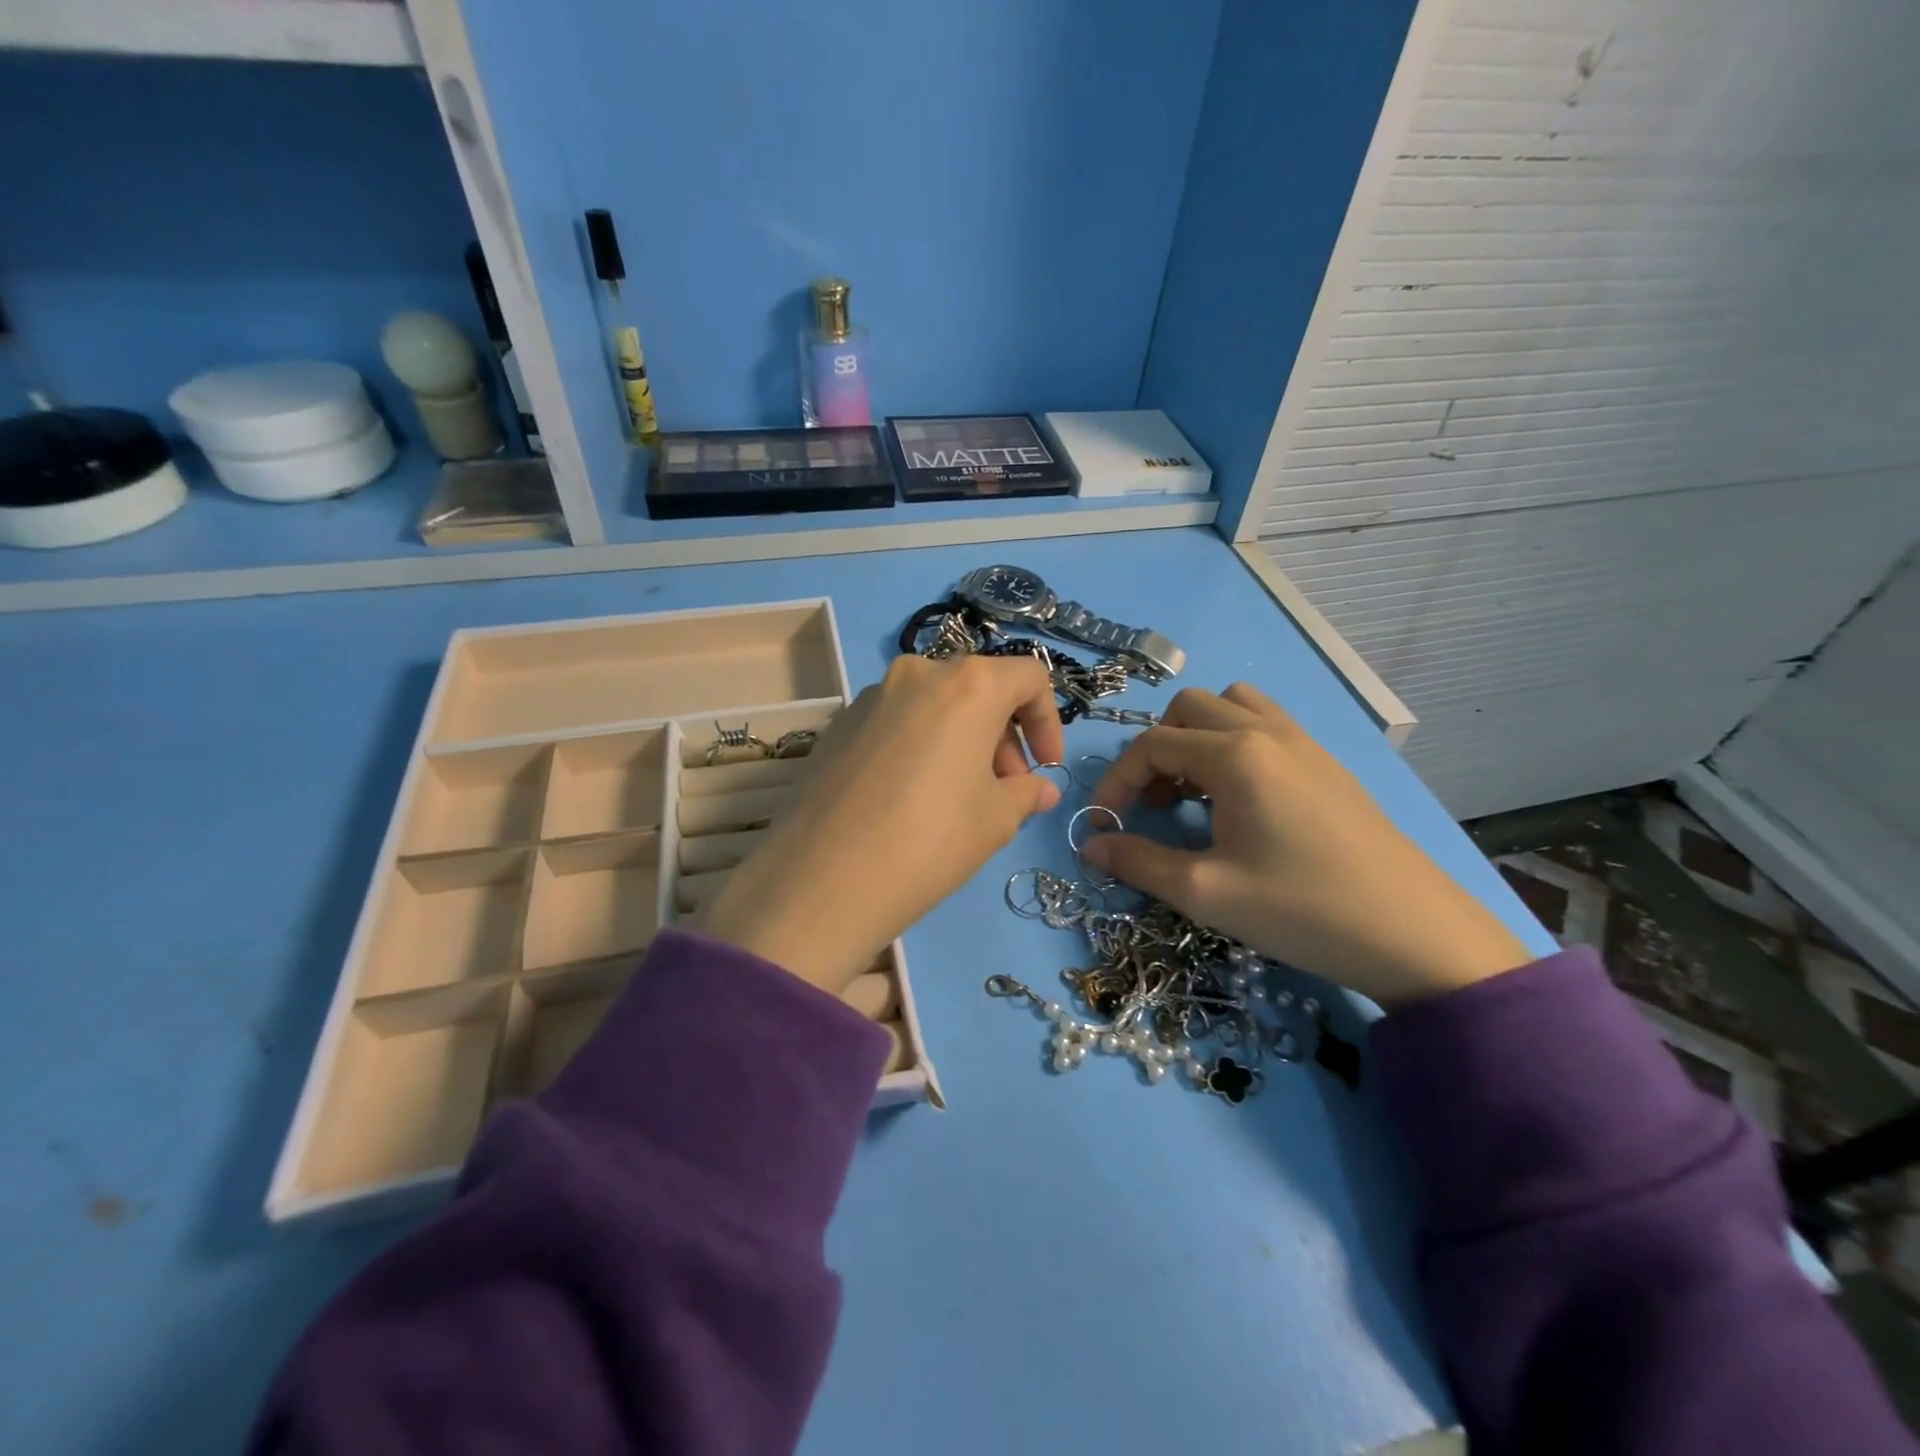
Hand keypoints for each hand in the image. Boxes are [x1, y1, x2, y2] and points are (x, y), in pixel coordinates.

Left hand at [699, 655, 1066, 990]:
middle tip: (1004, 789)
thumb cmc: (931, 840)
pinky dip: (920, 745)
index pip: (1028, 677)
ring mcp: (871, 696)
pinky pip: (897, 722)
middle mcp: (918, 673)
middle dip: (1003, 736)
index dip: (1048, 722)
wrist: (823, 878)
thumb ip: (1026, 792)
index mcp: (968, 684)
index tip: (1045, 768)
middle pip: (979, 689)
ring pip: (935, 705)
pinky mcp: (838, 723)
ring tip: (958, 797)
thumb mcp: (996, 820)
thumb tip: (1040, 789)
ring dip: (960, 740)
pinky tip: (910, 797)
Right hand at [1084, 684, 1529, 1007]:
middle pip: (1189, 709)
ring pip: (1232, 706)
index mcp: (1235, 756)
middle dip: (1156, 750)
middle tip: (1154, 804)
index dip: (1117, 780)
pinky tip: (1241, 798)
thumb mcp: (1207, 892)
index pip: (1152, 744)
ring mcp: (1304, 743)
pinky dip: (1235, 742)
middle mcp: (1267, 732)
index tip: (1104, 822)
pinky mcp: (1327, 763)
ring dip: (1198, 737)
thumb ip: (1139, 862)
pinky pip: (1267, 724)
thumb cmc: (1302, 910)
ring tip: (1195, 791)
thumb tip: (1091, 844)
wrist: (1415, 934)